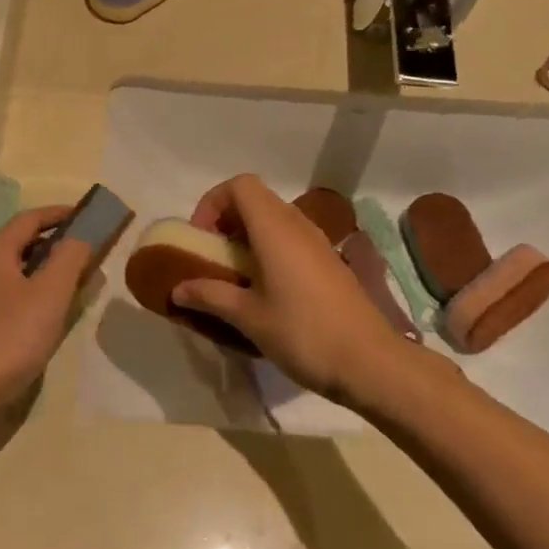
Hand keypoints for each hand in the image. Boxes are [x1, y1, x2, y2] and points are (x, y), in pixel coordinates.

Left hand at [0, 204, 103, 436]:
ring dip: (44, 277)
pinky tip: (48, 322)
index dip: (60, 214)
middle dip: (55, 247)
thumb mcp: (51, 293)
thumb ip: (70, 258)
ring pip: (14, 278)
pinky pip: (7, 304)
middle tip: (87, 256)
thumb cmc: (9, 338)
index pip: (29, 219)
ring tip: (74, 289)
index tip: (87, 216)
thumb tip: (79, 237)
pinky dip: (31, 301)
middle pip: (20, 247)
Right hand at [172, 174, 421, 407]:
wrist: (371, 363)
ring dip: (247, 235)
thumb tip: (178, 289)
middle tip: (212, 256)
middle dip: (226, 219)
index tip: (201, 238)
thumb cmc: (303, 333)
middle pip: (255, 198)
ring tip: (234, 274)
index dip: (213, 202)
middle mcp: (297, 225)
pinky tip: (264, 289)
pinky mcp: (329, 262)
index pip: (240, 185)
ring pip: (274, 219)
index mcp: (275, 228)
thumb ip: (210, 296)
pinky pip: (290, 239)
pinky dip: (268, 249)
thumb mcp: (248, 317)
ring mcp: (317, 242)